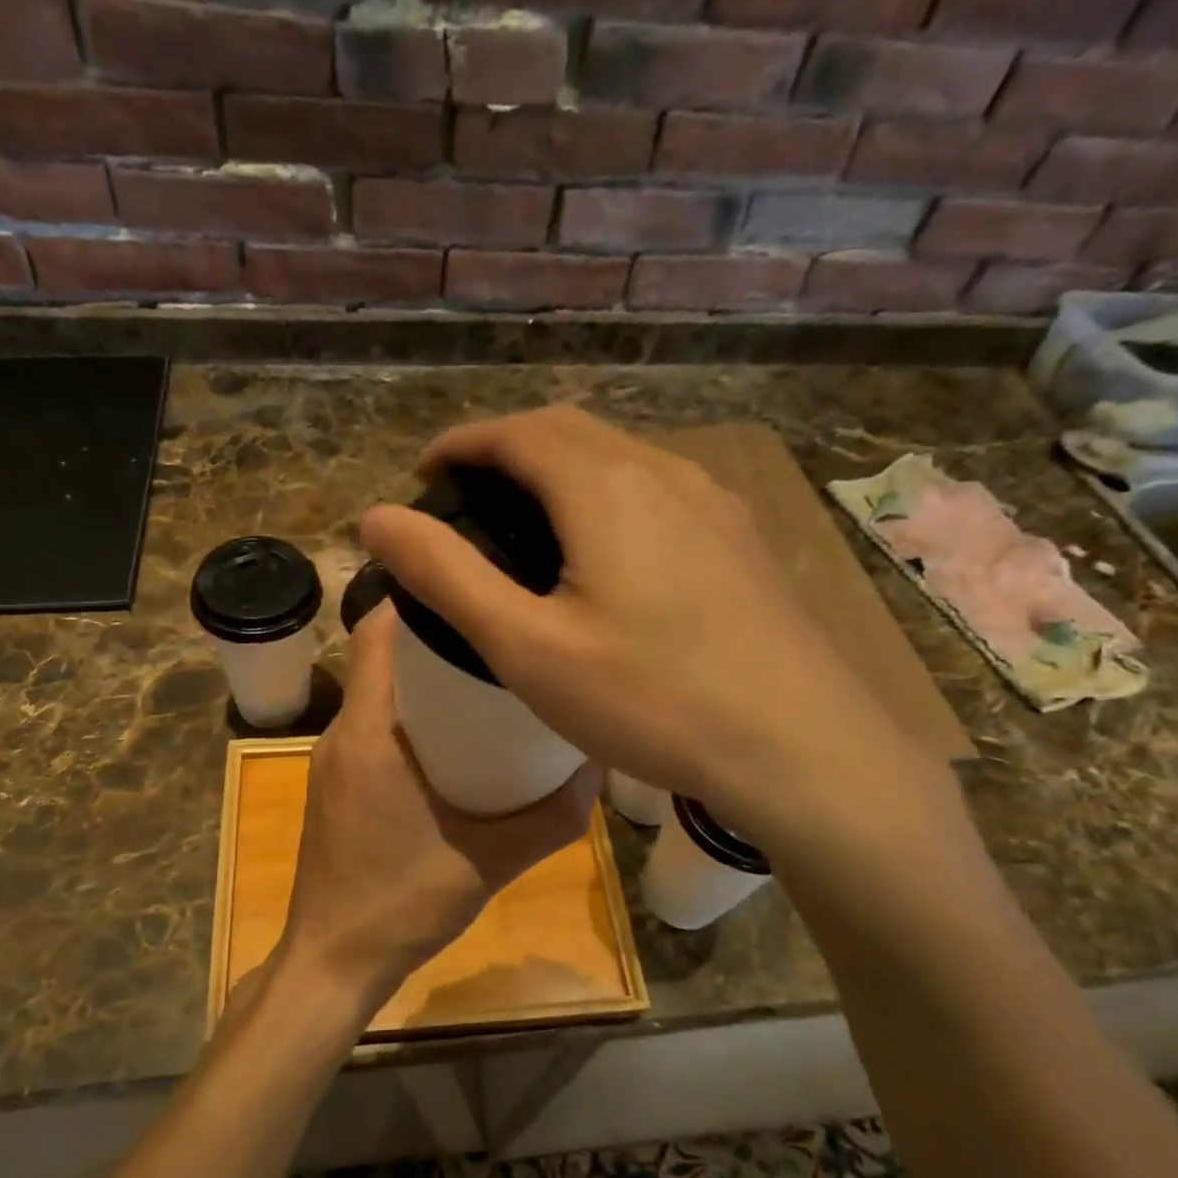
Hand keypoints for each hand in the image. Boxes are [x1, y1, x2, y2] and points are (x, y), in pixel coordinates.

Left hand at [278, 605, 598, 1018]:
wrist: (333, 962)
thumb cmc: (402, 904)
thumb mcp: (490, 861)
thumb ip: (551, 818)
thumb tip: (596, 770)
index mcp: (369, 733)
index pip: (376, 633)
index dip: (418, 599)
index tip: (472, 591)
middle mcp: (342, 734)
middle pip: (382, 657)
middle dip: (434, 639)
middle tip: (498, 636)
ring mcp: (332, 761)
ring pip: (377, 693)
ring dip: (423, 679)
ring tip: (486, 679)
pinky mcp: (335, 785)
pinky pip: (372, 726)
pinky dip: (409, 715)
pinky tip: (455, 740)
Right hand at [360, 404, 916, 822]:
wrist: (800, 746)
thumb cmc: (651, 699)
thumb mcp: (528, 646)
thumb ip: (447, 576)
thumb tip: (377, 518)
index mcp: (605, 486)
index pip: (517, 431)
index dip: (462, 442)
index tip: (426, 472)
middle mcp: (663, 472)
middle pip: (570, 432)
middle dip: (508, 449)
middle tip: (466, 496)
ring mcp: (713, 503)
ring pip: (619, 458)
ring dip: (561, 469)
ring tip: (526, 519)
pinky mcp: (739, 540)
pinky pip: (657, 491)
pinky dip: (607, 496)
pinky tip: (606, 551)